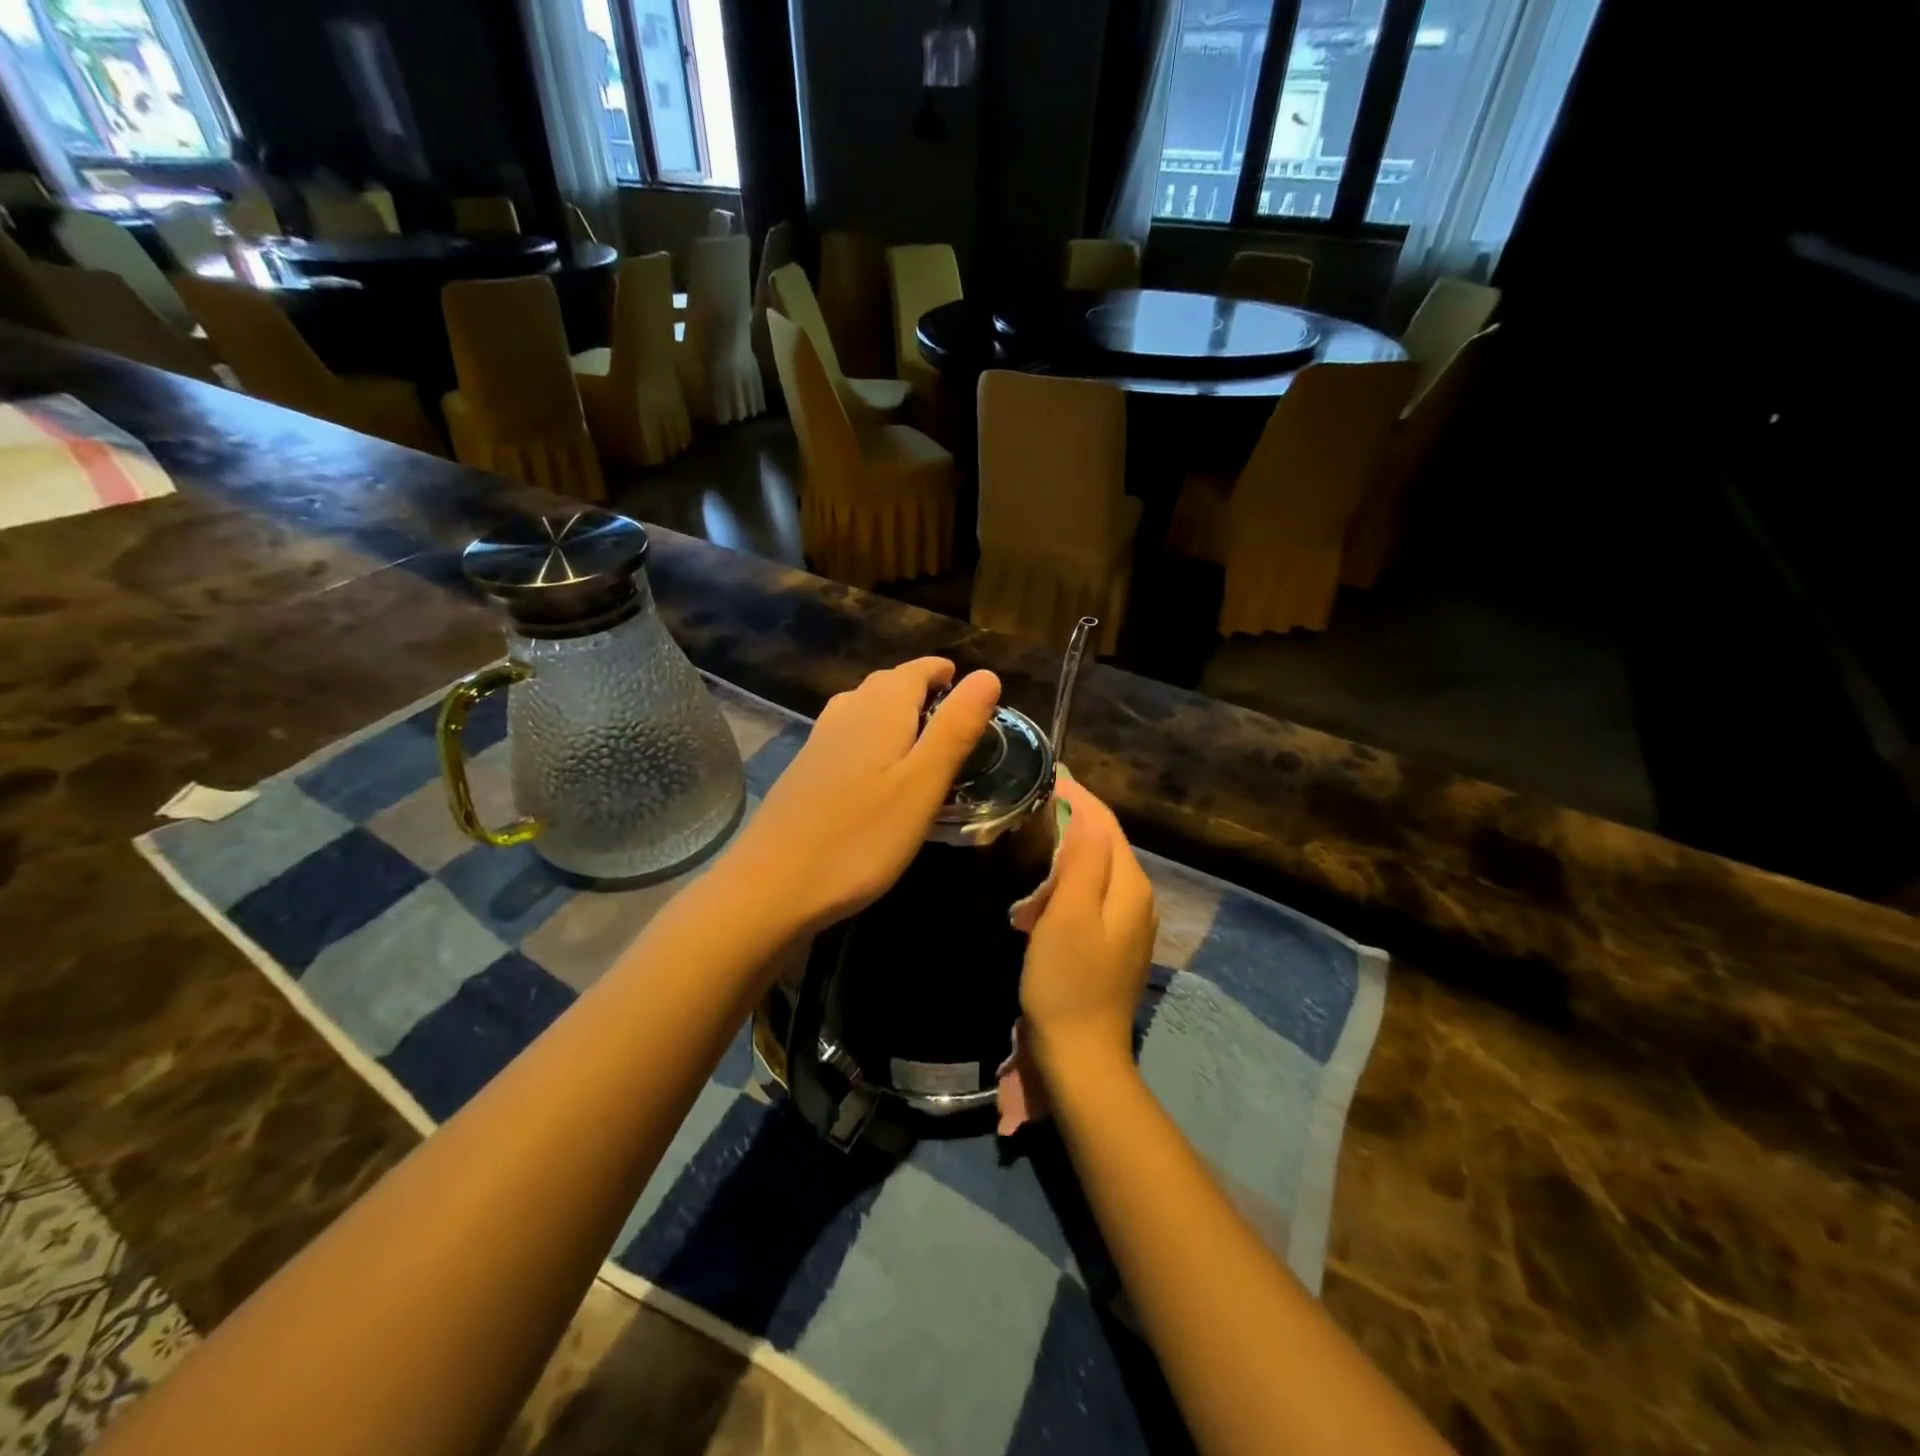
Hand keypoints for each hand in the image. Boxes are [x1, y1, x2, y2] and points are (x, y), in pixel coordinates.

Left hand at [727, 658, 1000, 934]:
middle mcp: (845, 715)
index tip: (966, 685)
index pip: (915, 670)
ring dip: (891, 710)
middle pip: (885, 684)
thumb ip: (955, 729)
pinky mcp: (803, 772)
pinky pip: (844, 735)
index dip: (942, 672)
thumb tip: (987, 674)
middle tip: (950, 713)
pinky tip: (873, 769)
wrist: (771, 885)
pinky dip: (869, 736)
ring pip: (861, 707)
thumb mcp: (923, 785)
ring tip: (917, 735)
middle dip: (919, 688)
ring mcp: (818, 743)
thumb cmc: (861, 837)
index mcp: (879, 711)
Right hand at [1021, 778, 1157, 1079]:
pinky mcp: (1111, 946)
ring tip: (1026, 849)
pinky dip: (1064, 887)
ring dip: (1064, 857)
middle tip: (1027, 810)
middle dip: (1070, 823)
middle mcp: (1137, 900)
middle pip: (1104, 844)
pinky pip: (1089, 898)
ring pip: (1095, 871)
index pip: (1106, 824)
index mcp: (1130, 886)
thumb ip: (1083, 859)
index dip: (1078, 797)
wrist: (1079, 1056)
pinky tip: (1037, 899)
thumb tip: (1086, 809)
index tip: (1045, 775)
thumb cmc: (1067, 981)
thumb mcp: (1069, 914)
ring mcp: (1127, 925)